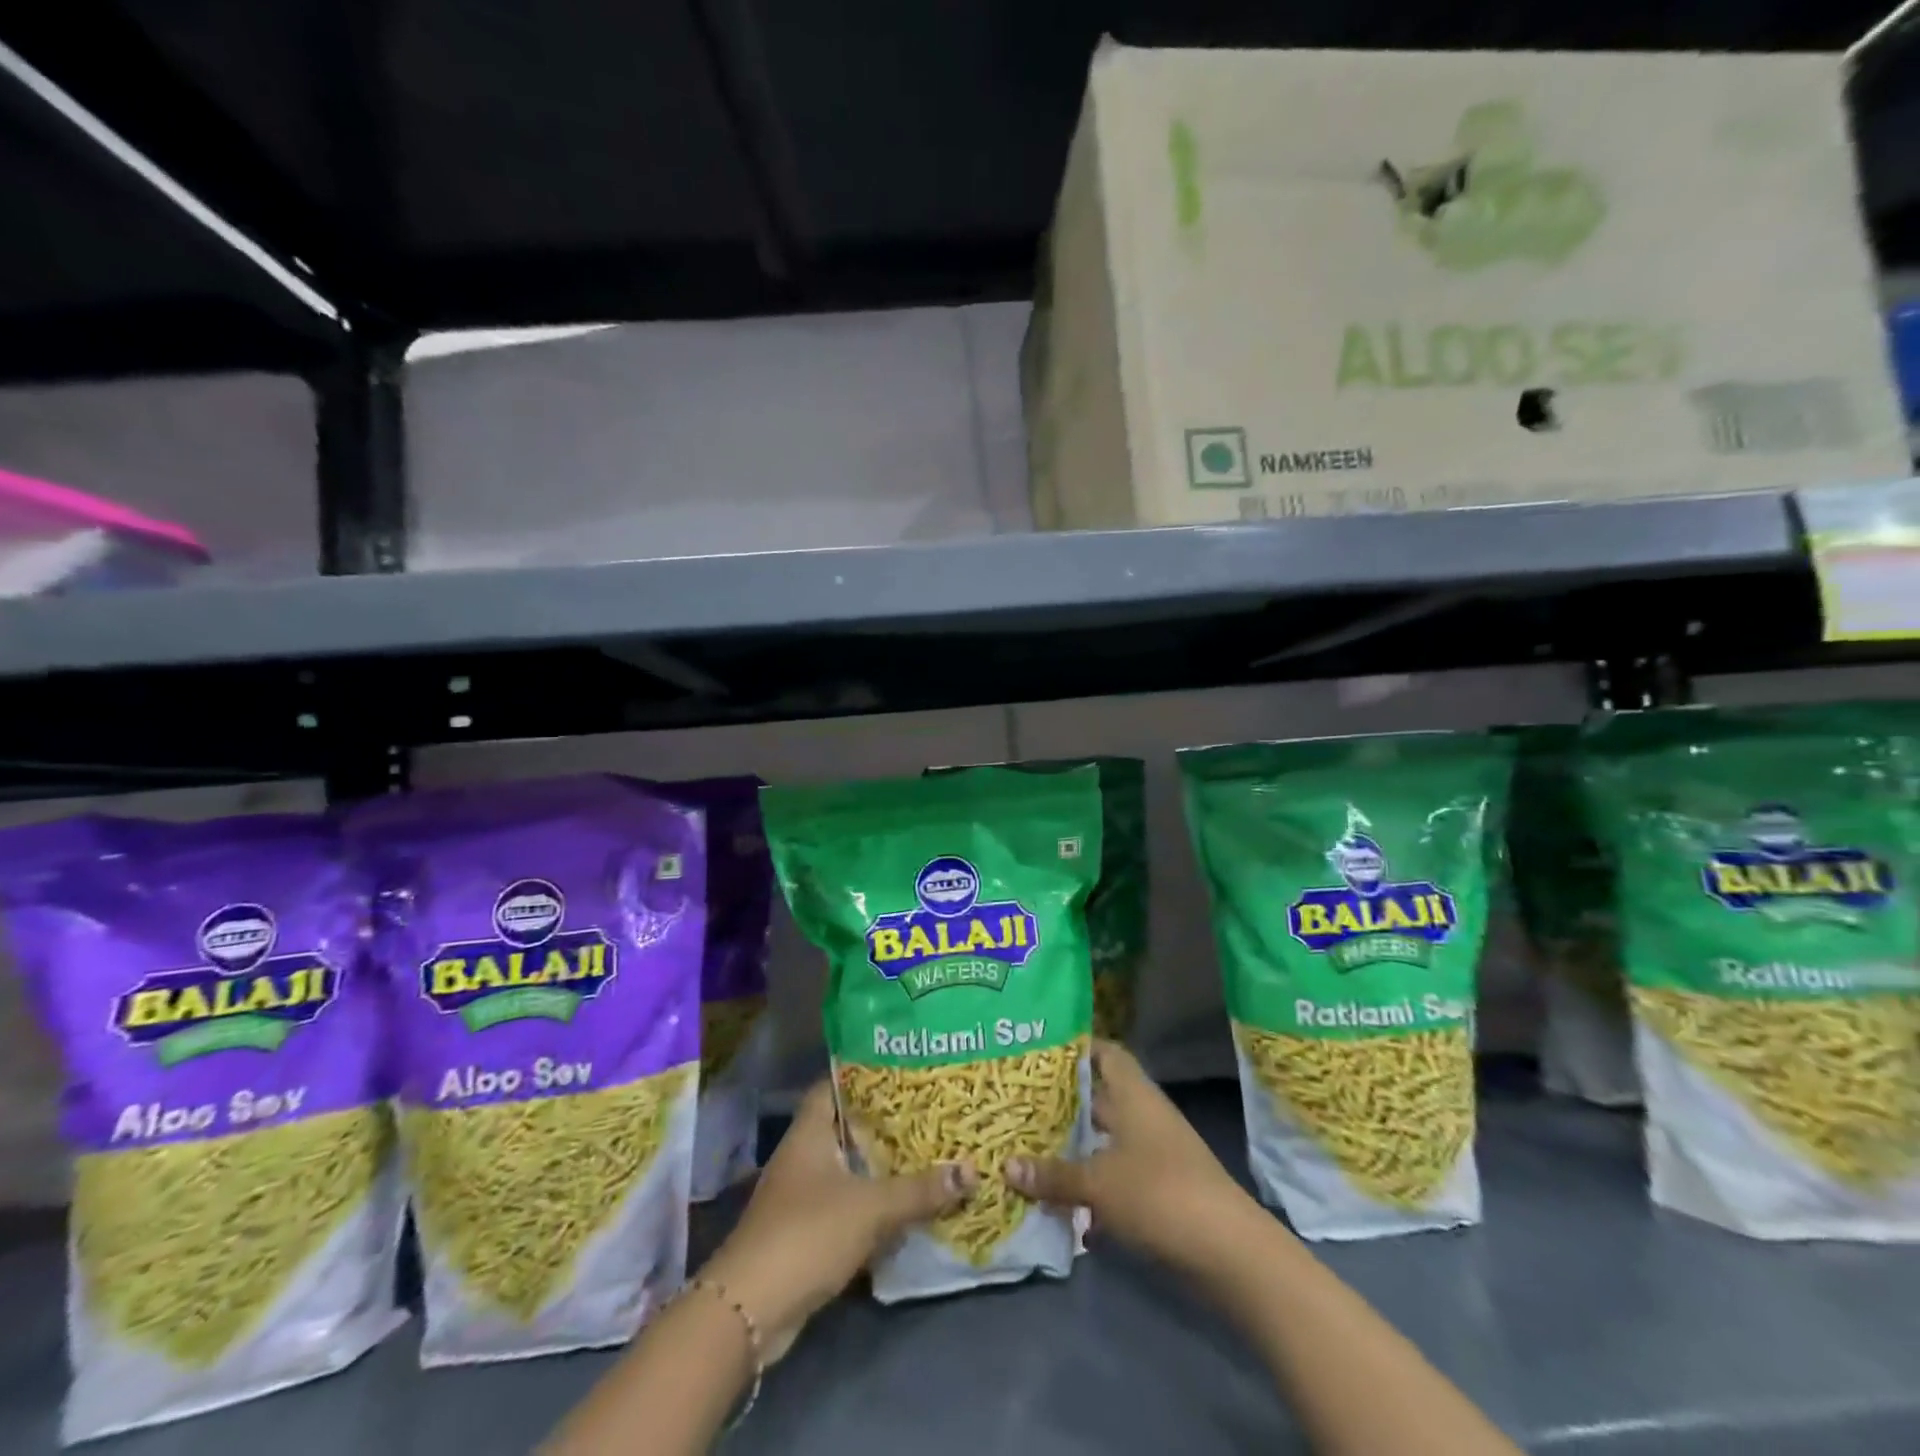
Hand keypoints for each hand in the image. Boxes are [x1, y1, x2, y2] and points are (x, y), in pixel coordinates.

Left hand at [700, 1080, 976, 1360]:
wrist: (750, 1310)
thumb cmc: (807, 1234)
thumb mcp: (871, 1207)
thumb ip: (919, 1190)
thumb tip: (971, 1169)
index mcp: (809, 1132)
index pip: (835, 1085)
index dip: (865, 1074)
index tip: (903, 1069)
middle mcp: (803, 1155)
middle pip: (847, 1127)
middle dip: (884, 1123)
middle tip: (929, 1110)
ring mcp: (802, 1195)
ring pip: (849, 1168)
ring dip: (881, 1167)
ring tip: (926, 1152)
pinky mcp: (806, 1232)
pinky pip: (846, 1205)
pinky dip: (872, 1204)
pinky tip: (905, 1205)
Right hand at [1006, 1039, 1250, 1268]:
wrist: (1228, 1252)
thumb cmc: (1159, 1193)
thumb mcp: (1098, 1183)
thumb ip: (1053, 1174)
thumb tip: (1007, 1165)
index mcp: (1134, 1095)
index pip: (1105, 1053)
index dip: (1076, 1048)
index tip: (1039, 1052)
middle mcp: (1144, 1116)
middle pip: (1100, 1098)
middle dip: (1064, 1104)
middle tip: (1020, 1104)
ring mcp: (1155, 1154)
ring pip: (1106, 1141)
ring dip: (1076, 1149)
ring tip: (1031, 1150)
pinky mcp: (1160, 1191)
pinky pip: (1117, 1177)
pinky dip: (1093, 1188)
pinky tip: (1063, 1206)